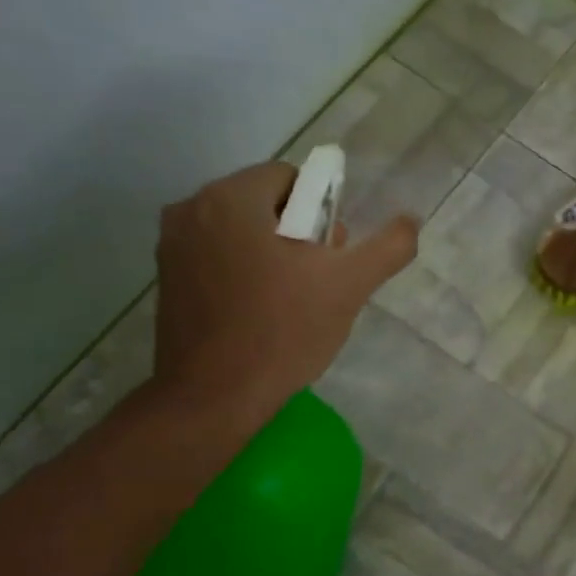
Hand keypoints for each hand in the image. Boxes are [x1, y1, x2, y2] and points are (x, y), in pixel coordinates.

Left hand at [152, 161, 416, 423]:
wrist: (214, 397)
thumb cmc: (283, 331)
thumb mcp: (350, 285)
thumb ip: (388, 246)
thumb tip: (409, 220)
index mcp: (232, 198)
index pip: (292, 178)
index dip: (322, 213)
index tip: (330, 255)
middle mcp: (192, 209)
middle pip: (265, 203)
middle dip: (298, 233)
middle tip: (316, 282)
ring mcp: (172, 246)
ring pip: (242, 231)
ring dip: (272, 253)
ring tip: (290, 301)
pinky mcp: (166, 279)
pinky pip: (218, 257)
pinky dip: (243, 272)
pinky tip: (259, 312)